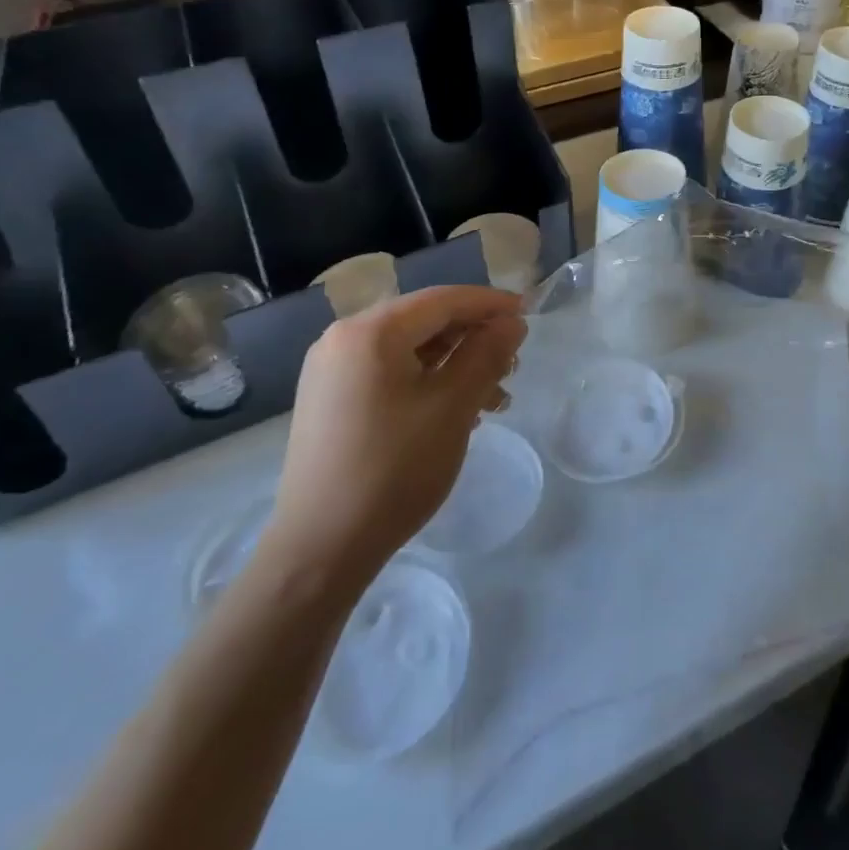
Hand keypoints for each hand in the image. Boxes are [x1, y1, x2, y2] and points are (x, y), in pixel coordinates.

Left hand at [261, 286, 525, 592]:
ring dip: (454, 363)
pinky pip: (388, 373)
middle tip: (513, 362)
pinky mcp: (329, 400)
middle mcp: (343, 339)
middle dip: (473, 338)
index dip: (490, 304)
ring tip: (493, 397)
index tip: (528, 314)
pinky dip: (426, 381)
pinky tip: (455, 410)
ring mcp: (331, 371)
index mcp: (369, 331)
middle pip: (424, 321)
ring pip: (408, 350)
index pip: (442, 299)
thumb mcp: (453, 406)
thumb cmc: (393, 469)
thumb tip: (512, 322)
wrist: (320, 549)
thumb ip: (487, 354)